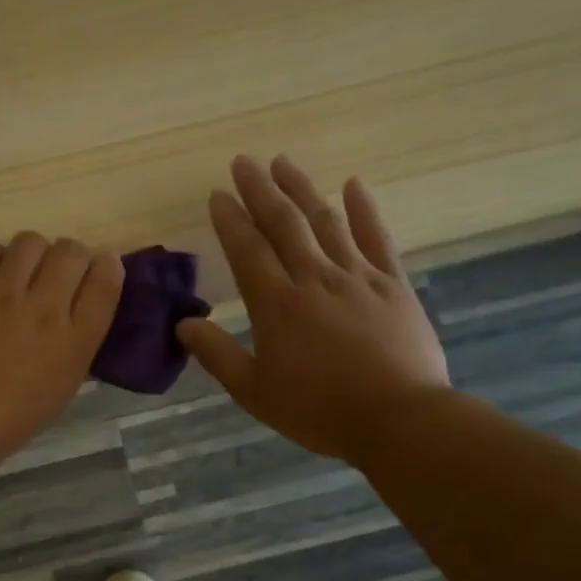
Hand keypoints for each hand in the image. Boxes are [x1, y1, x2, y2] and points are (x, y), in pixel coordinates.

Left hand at [0, 234, 124, 468]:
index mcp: (75, 341)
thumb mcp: (61, 388)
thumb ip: (75, 344)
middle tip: (54, 270)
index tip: (100, 265)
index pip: (105, 281)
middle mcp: (45, 308)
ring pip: (30, 242)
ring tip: (18, 271)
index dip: (106, 266)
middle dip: (69, 256)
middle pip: (71, 252)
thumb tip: (75, 311)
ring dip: (30, 254)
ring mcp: (3, 294)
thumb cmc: (9, 419)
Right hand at [177, 155, 449, 464]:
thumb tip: (182, 324)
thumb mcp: (254, 391)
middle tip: (243, 162)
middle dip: (260, 190)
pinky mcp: (393, 285)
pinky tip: (354, 185)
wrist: (398, 419)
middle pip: (284, 224)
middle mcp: (314, 279)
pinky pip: (377, 238)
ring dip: (302, 189)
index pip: (247, 251)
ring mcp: (357, 277)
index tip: (217, 194)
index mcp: (277, 306)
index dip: (230, 220)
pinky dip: (364, 210)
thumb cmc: (318, 410)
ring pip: (325, 222)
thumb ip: (217, 354)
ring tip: (283, 162)